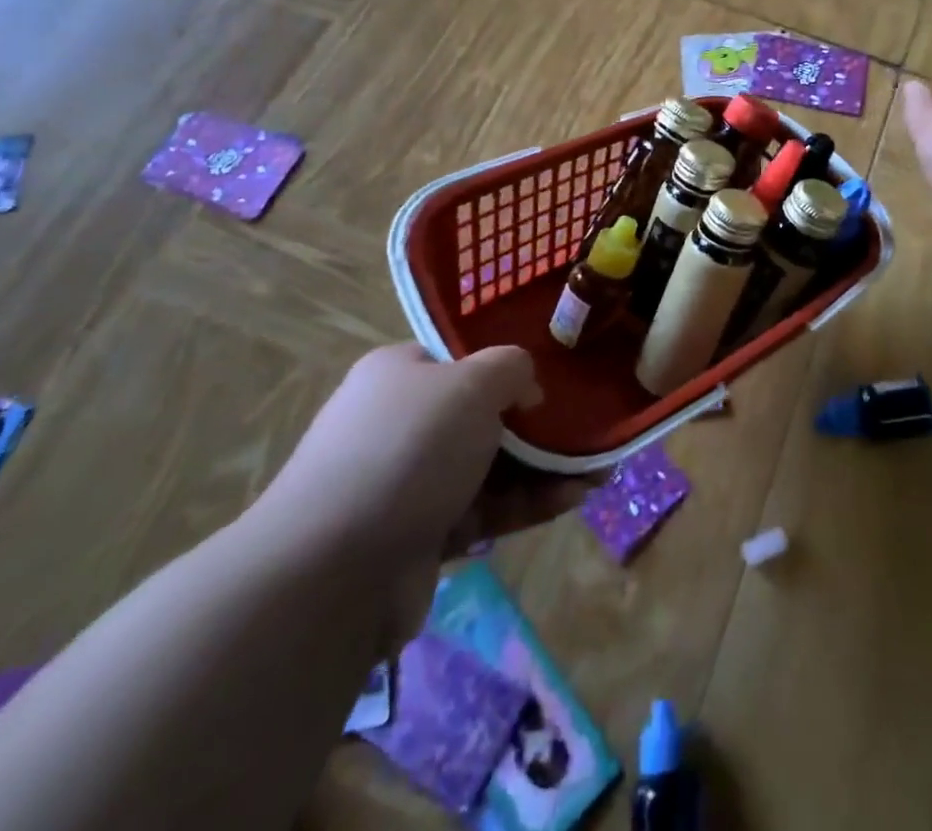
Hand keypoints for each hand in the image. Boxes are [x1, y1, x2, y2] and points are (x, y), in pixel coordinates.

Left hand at [250, 344, 579, 643]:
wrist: (333, 571)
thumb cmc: (408, 450)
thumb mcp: (471, 384)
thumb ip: (511, 368)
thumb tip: (526, 388)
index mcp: (398, 375)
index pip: (459, 360)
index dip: (508, 367)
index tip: (552, 380)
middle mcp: (399, 424)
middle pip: (481, 416)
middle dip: (538, 426)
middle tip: (587, 430)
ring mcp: (407, 484)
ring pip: (489, 467)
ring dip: (543, 469)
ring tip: (598, 470)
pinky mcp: (419, 537)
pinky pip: (484, 511)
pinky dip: (527, 504)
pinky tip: (573, 498)